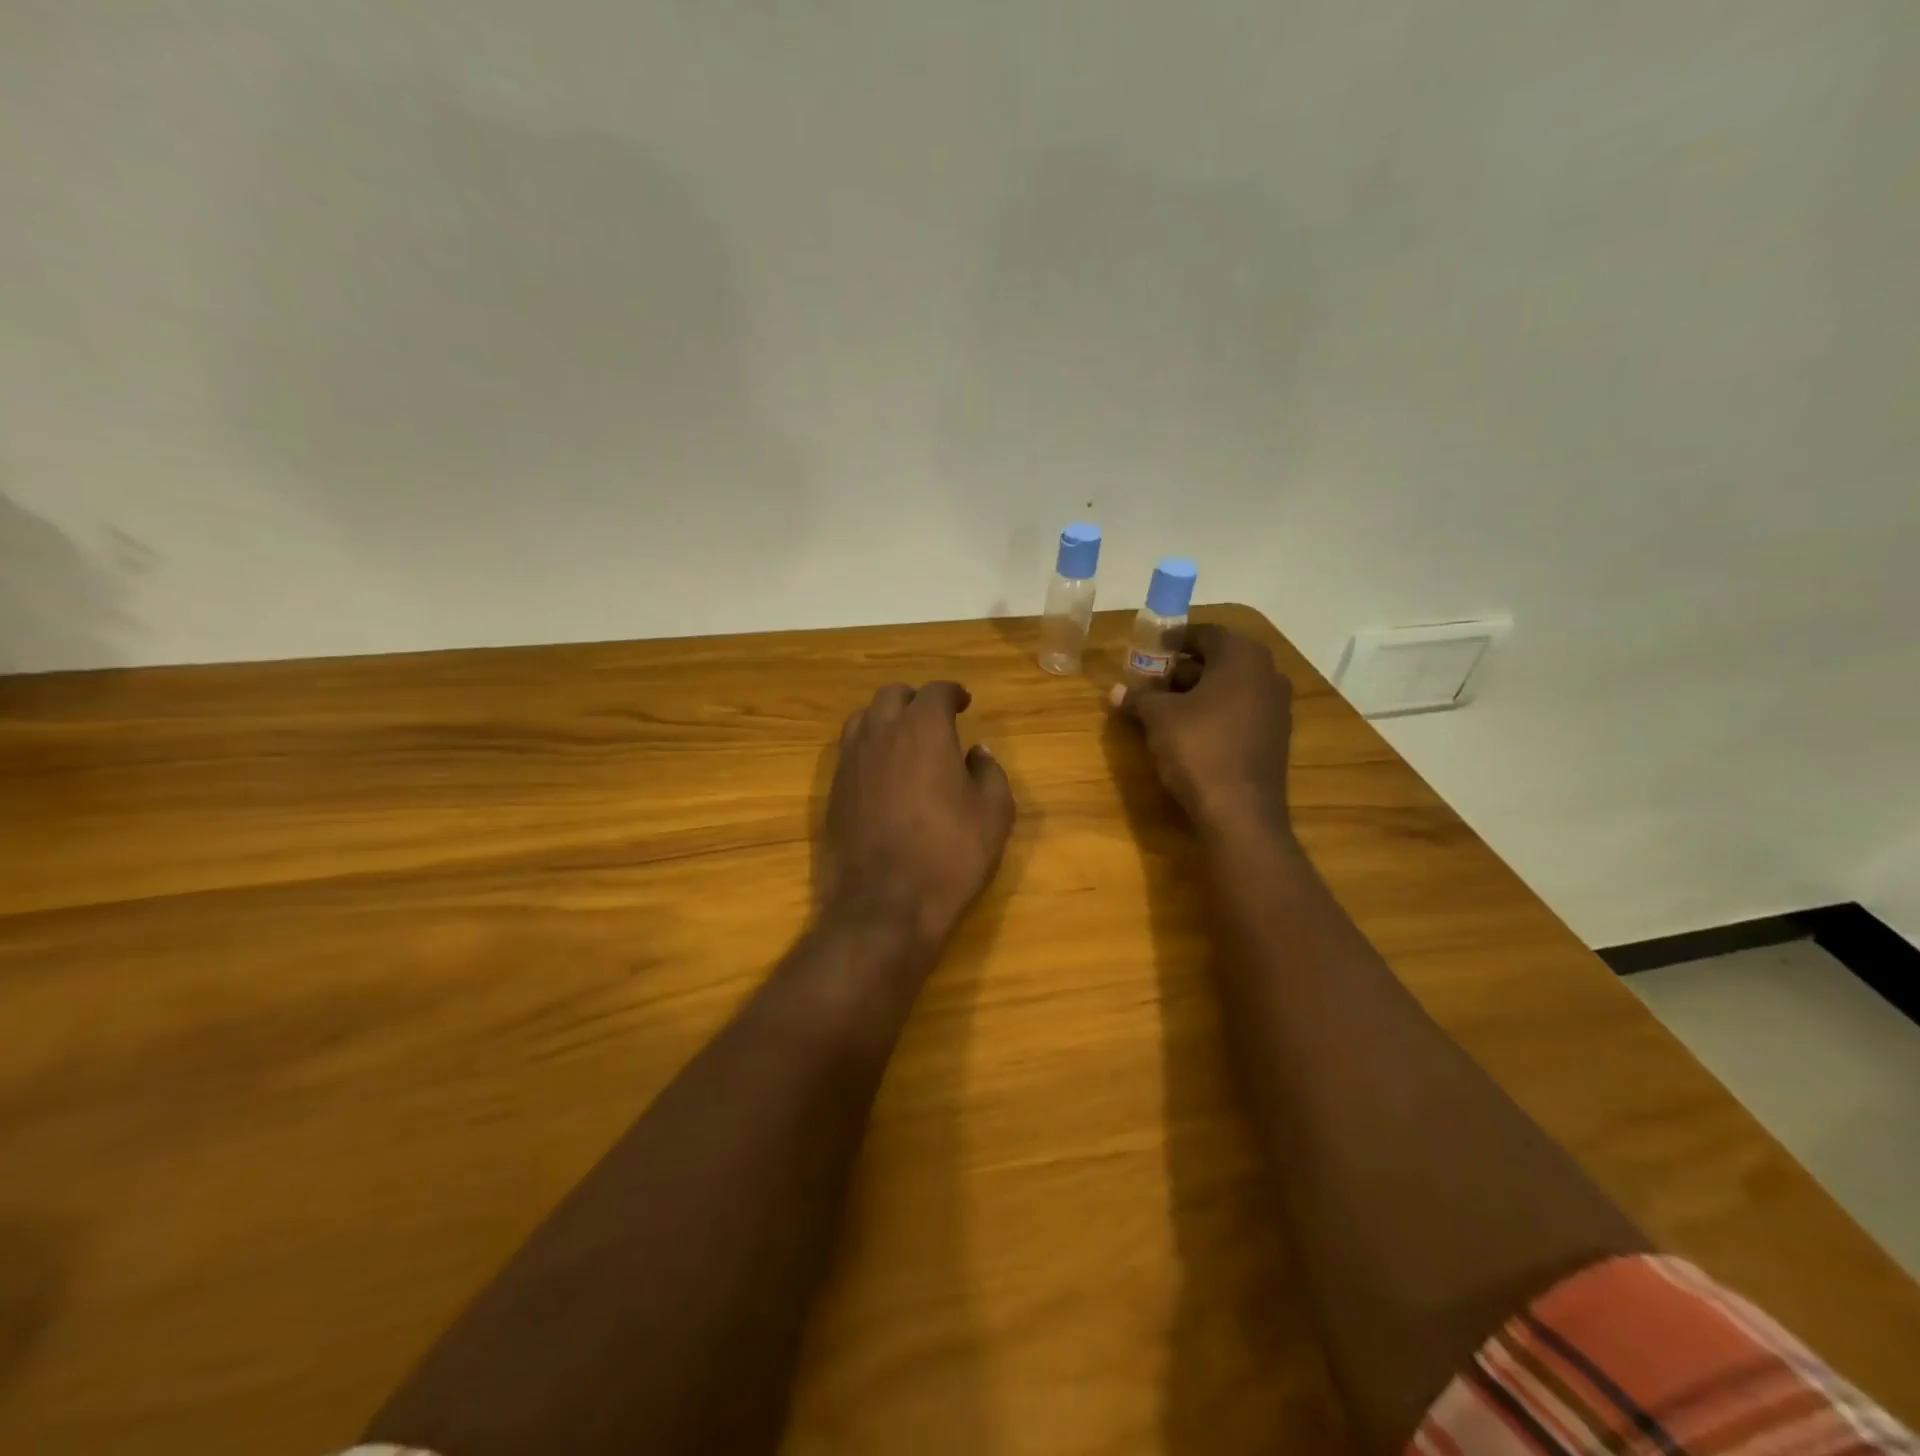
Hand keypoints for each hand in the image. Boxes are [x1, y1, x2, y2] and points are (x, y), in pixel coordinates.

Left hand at [820, 681, 1015, 950]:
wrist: (885, 905)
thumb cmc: (949, 854)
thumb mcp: (994, 814)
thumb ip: (989, 772)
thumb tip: (977, 752)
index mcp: (923, 729)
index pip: (936, 692)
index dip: (952, 693)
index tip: (964, 703)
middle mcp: (881, 733)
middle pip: (892, 695)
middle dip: (915, 700)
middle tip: (934, 719)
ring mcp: (850, 761)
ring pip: (864, 718)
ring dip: (886, 719)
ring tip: (904, 739)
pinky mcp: (833, 790)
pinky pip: (849, 750)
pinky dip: (868, 747)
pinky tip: (883, 771)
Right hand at [1111, 625, 1293, 832]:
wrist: (1240, 810)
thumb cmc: (1198, 748)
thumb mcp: (1158, 718)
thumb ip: (1139, 697)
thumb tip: (1116, 691)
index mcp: (1242, 657)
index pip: (1206, 633)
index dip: (1175, 639)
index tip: (1151, 649)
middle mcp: (1267, 673)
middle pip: (1220, 659)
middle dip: (1185, 666)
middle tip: (1154, 678)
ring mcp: (1276, 706)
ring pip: (1232, 686)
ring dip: (1200, 690)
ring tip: (1166, 705)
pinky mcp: (1275, 736)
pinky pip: (1241, 709)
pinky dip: (1216, 711)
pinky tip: (1190, 729)